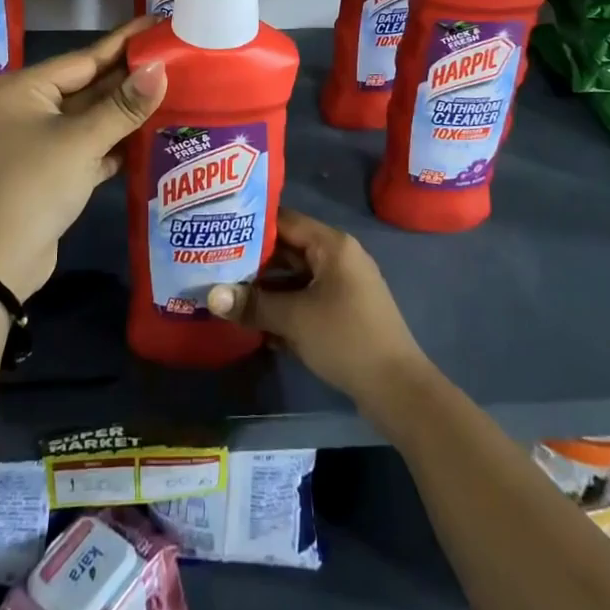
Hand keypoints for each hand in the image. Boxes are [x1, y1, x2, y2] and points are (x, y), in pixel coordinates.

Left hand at [0, 19, 166, 301]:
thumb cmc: (35, 186)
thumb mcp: (82, 142)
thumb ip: (124, 105)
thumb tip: (161, 68)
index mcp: (28, 88)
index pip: (86, 56)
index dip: (125, 42)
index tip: (157, 22)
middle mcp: (32, 107)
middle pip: (90, 85)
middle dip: (130, 77)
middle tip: (176, 58)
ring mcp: (42, 139)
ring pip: (93, 116)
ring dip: (127, 109)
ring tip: (173, 90)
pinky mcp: (54, 169)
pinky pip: (91, 143)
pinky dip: (117, 140)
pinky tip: (151, 133)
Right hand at [206, 209, 432, 418]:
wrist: (398, 389)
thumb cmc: (346, 338)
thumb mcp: (294, 319)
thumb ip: (252, 304)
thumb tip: (211, 295)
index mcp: (332, 244)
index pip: (284, 220)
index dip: (251, 224)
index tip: (219, 229)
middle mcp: (338, 256)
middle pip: (288, 249)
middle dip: (253, 260)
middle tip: (215, 263)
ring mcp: (342, 285)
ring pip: (295, 277)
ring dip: (266, 288)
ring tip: (227, 292)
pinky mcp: (343, 311)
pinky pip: (306, 298)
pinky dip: (284, 307)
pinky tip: (255, 322)